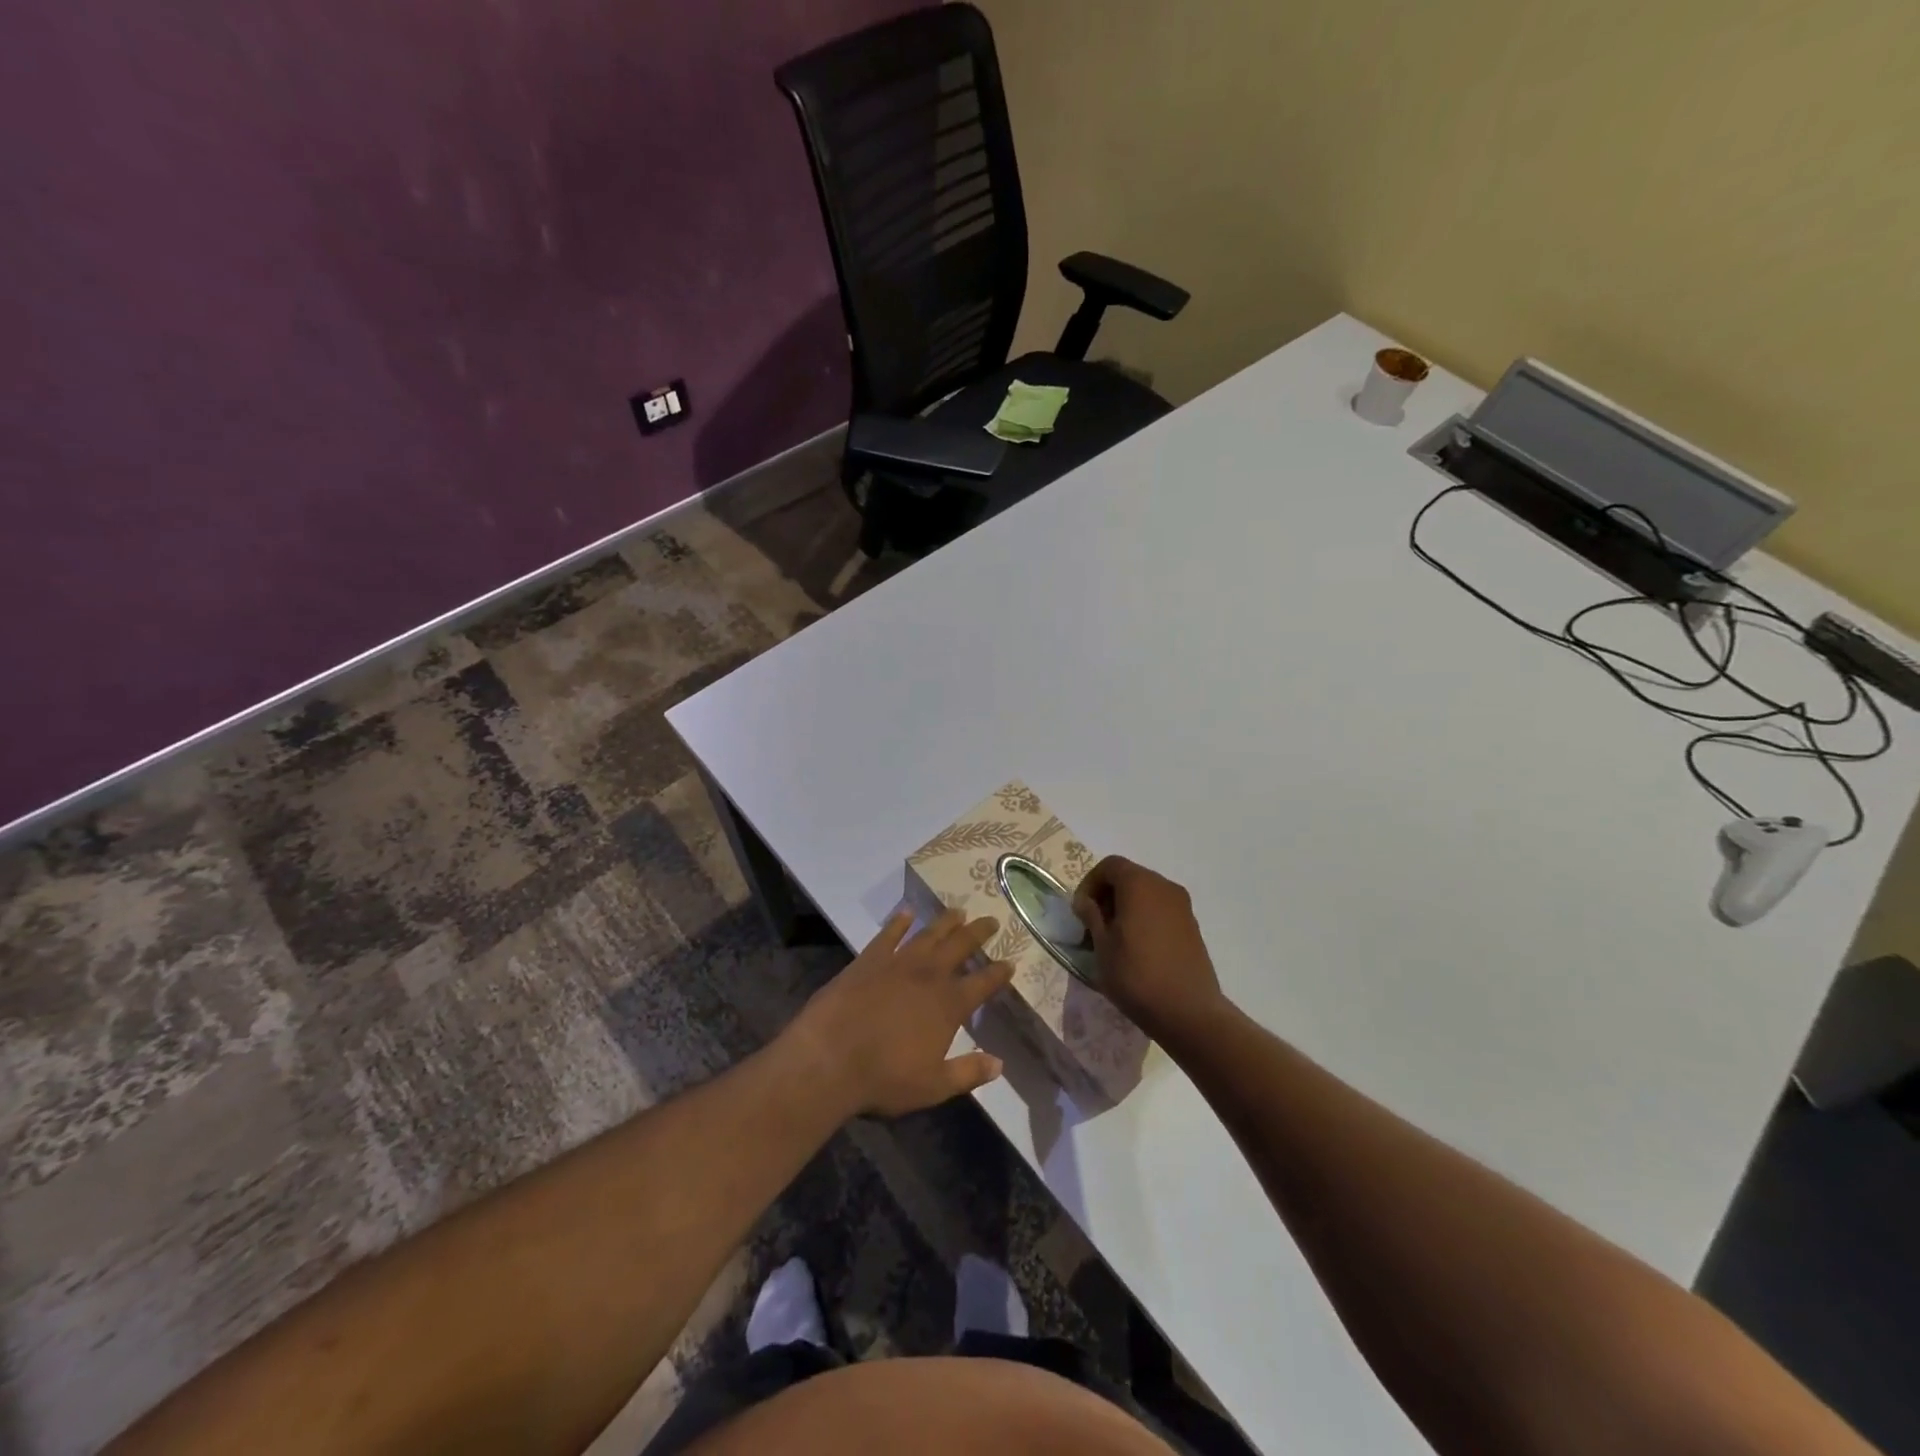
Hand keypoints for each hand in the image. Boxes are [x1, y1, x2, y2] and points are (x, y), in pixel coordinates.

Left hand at [789, 909, 1015, 1117]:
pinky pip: (888, 934)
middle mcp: (928, 976)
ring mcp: (897, 963)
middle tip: (991, 920)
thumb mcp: (933, 1086)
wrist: (830, 1058)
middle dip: (978, 933)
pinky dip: (898, 922)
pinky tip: (906, 912)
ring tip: (958, 911)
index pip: (983, 983)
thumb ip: (968, 1073)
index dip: (998, 973)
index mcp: (949, 1005)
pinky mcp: (869, 959)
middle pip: (960, 946)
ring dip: (945, 922)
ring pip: (928, 934)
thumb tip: (999, 1064)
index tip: (1010, 962)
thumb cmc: (884, 1078)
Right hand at [1073, 856, 1228, 1040]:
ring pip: (1146, 894)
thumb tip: (1085, 901)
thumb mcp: (1102, 945)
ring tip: (1114, 939)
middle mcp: (1164, 886)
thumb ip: (1091, 916)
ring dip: (1126, 907)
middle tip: (1094, 926)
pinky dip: (1145, 918)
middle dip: (1108, 895)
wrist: (1188, 1011)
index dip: (1090, 883)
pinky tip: (1138, 949)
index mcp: (1140, 884)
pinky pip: (1161, 910)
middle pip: (1129, 877)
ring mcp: (1182, 906)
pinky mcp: (1192, 926)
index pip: (1110, 866)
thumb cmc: (1136, 975)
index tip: (1081, 911)